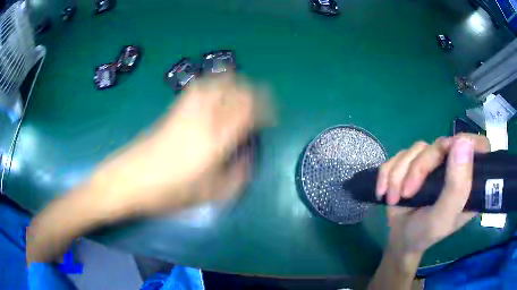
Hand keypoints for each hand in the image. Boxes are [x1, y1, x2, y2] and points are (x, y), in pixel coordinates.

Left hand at [27, 76, 270, 262]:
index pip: (248, 111)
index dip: (265, 108)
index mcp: (215, 141)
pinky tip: (214, 94)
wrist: (127, 181)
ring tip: (240, 94)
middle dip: (253, 91)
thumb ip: (235, 179)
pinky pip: (197, 88)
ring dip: (232, 83)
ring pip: (215, 83)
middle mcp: (203, 119)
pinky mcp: (172, 111)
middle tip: (260, 104)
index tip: (271, 116)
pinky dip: (211, 84)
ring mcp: (185, 111)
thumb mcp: (207, 195)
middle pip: (234, 90)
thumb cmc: (166, 193)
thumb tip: (247, 162)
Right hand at [376, 134, 489, 254]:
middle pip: (441, 144)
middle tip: (406, 192)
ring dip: (399, 174)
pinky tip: (384, 190)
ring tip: (393, 198)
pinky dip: (387, 173)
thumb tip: (463, 142)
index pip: (479, 147)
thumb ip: (457, 187)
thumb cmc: (425, 234)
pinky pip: (399, 155)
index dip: (468, 143)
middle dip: (419, 167)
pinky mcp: (415, 163)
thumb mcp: (443, 218)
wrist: (399, 238)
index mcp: (469, 181)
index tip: (450, 155)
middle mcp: (454, 166)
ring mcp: (434, 163)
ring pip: (417, 149)